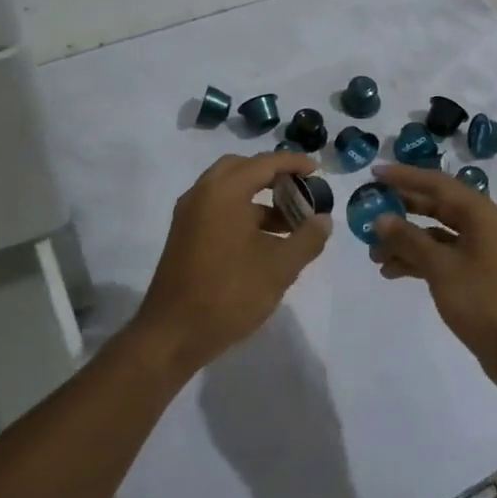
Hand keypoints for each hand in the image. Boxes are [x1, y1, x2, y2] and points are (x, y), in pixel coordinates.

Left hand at [132, 152, 330, 375]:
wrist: (172, 334)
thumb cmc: (229, 294)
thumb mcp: (279, 268)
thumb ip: (306, 239)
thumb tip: (323, 219)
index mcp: (223, 192)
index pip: (264, 164)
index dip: (293, 164)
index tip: (317, 171)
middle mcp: (201, 194)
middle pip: (241, 169)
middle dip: (272, 175)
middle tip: (299, 191)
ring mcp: (188, 215)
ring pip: (227, 190)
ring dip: (258, 198)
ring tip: (290, 223)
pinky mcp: (184, 235)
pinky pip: (216, 208)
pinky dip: (241, 212)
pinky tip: (264, 241)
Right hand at [367, 164, 496, 399]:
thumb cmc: (485, 301)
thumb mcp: (442, 267)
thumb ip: (409, 239)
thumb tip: (380, 218)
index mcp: (482, 214)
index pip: (437, 183)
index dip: (404, 177)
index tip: (374, 173)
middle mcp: (483, 227)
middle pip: (436, 206)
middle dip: (402, 210)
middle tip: (368, 210)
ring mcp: (481, 253)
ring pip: (436, 235)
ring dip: (406, 240)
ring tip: (374, 254)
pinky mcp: (476, 276)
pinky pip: (442, 257)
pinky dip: (418, 260)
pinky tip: (392, 272)